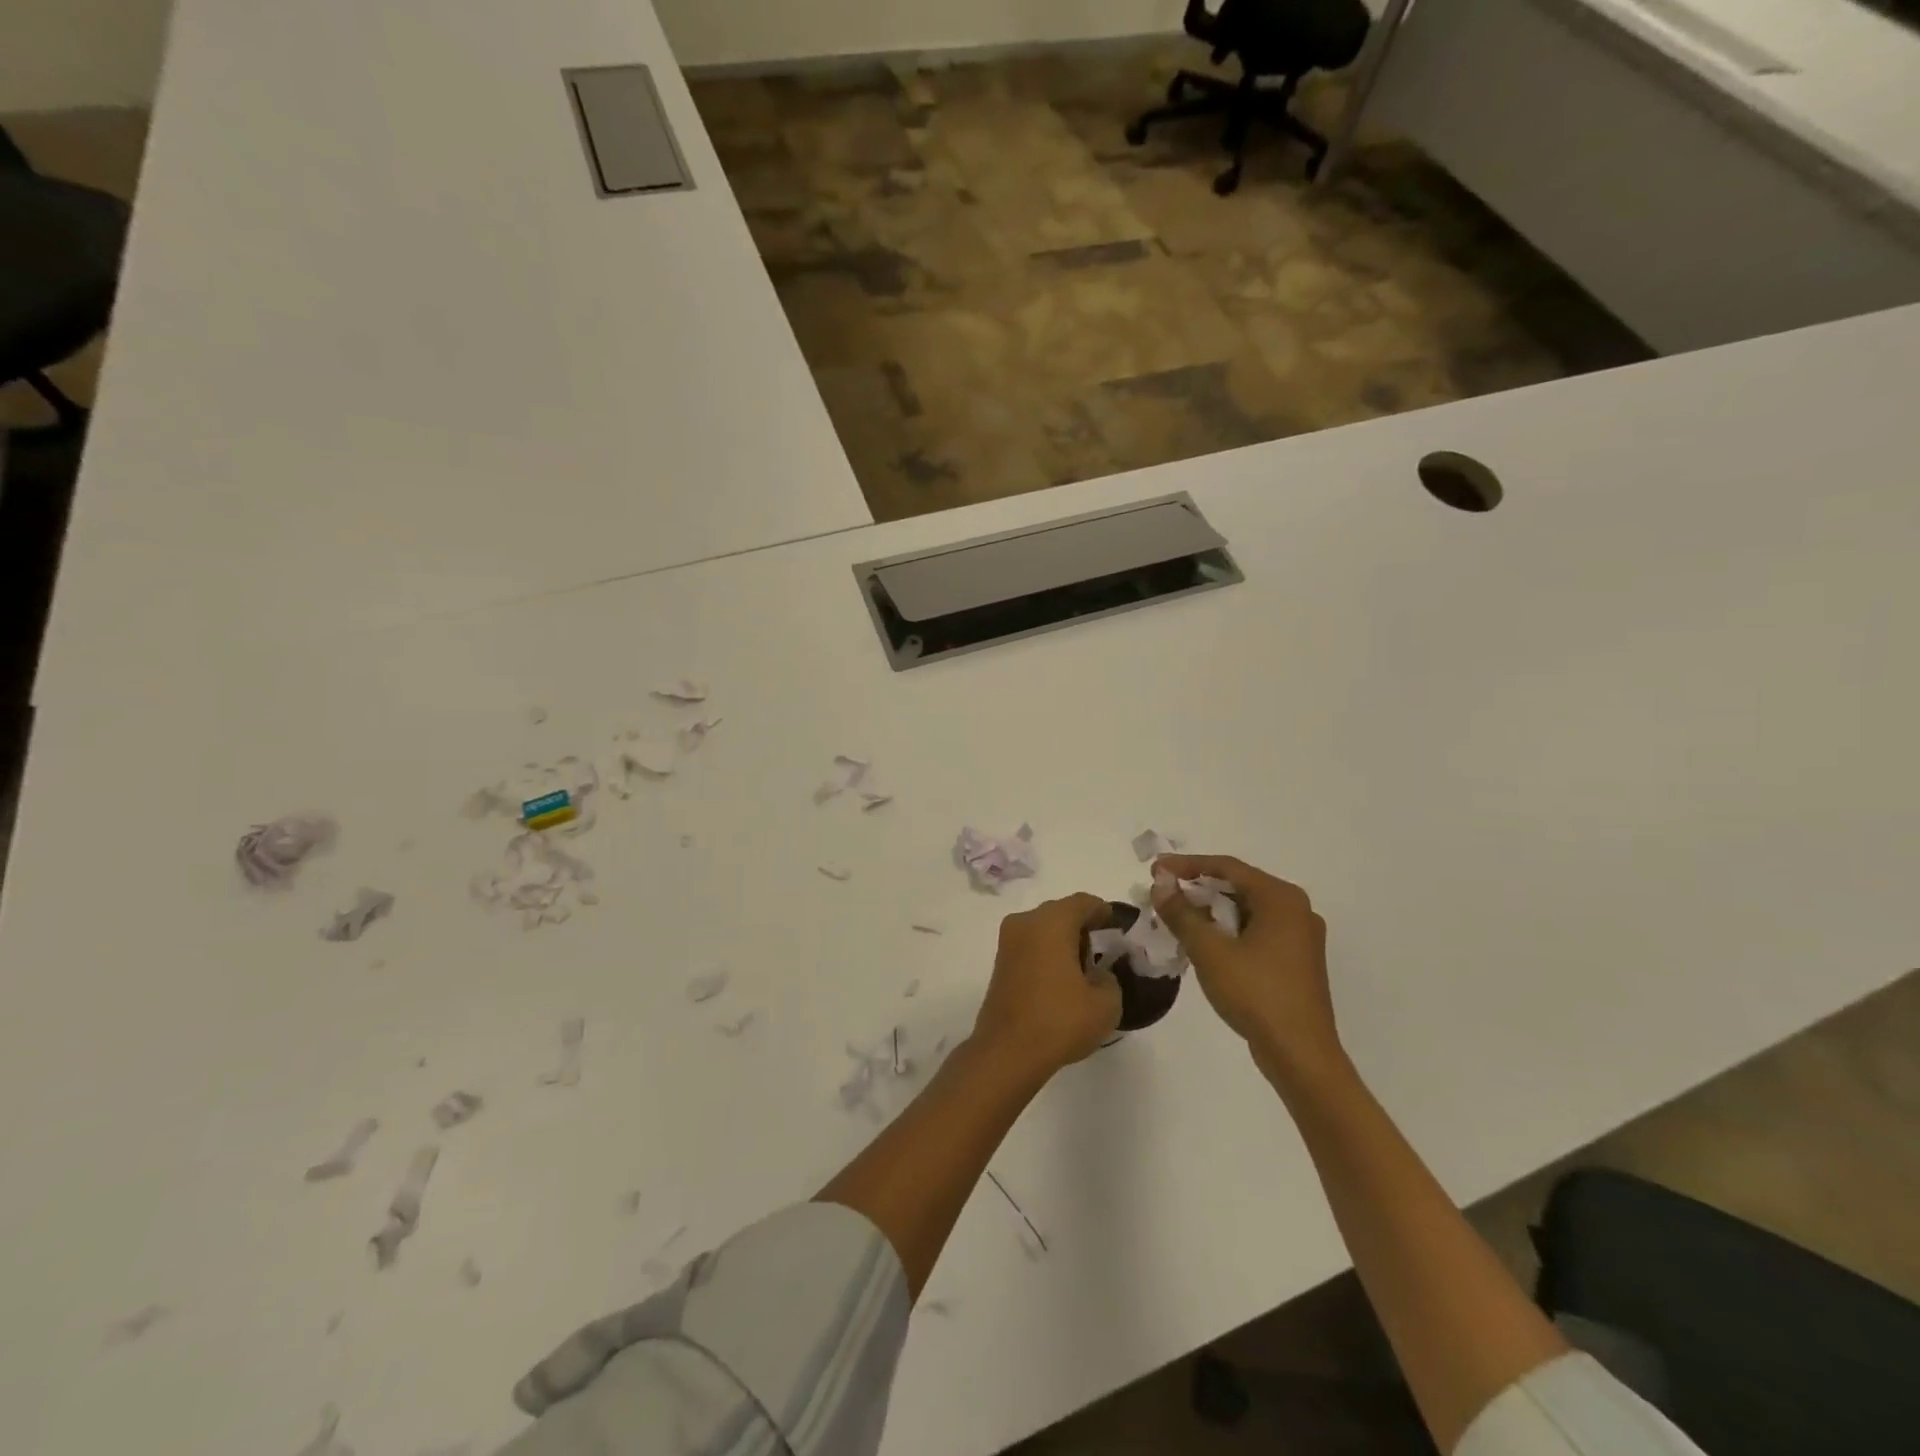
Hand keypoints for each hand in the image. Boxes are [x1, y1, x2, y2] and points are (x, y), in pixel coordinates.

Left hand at [972, 893, 1121, 1080]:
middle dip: (1083, 926)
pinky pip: (1031, 946)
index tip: (1117, 927)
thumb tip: (1097, 974)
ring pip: (1043, 929)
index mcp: (1051, 921)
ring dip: (1063, 941)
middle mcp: (1025, 922)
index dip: (1103, 912)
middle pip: (1060, 912)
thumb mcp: (1106, 1003)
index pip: (1083, 902)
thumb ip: (1109, 978)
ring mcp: (1008, 942)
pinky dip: (1047, 954)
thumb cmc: (1060, 1020)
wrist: (1008, 1052)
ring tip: (1084, 969)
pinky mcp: (1000, 964)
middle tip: (1104, 949)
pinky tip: (1062, 980)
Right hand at [1152, 856, 1342, 1081]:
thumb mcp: (1210, 950)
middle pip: (1238, 886)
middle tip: (1163, 894)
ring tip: (1176, 919)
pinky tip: (1203, 944)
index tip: (1155, 870)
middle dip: (1198, 889)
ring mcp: (1299, 937)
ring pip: (1245, 910)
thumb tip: (1160, 885)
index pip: (1227, 867)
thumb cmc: (1256, 994)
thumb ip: (1182, 913)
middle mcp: (1295, 910)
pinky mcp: (1295, 961)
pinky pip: (1255, 931)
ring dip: (1210, 912)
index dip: (1187, 865)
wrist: (1300, 1055)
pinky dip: (1227, 931)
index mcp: (1281, 898)